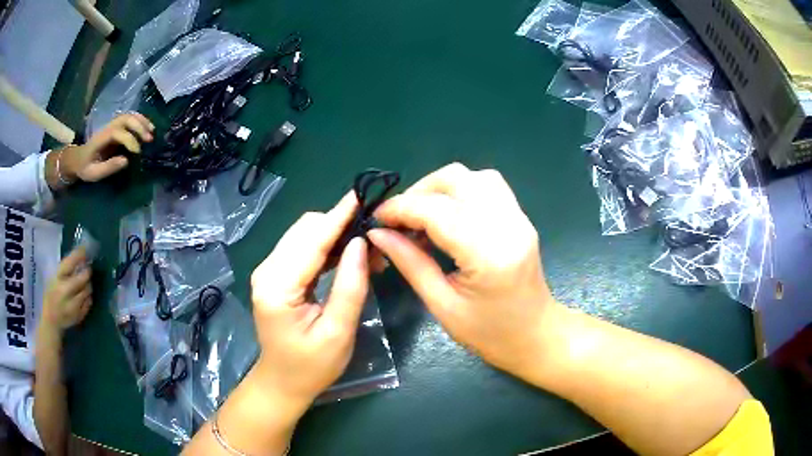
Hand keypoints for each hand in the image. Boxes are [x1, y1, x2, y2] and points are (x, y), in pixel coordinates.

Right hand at [42, 249, 92, 332]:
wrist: (51, 321)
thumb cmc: (51, 295)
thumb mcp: (54, 278)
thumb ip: (65, 269)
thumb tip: (80, 257)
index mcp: (56, 279)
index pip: (69, 263)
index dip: (78, 255)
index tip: (84, 250)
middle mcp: (64, 292)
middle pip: (82, 278)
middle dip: (87, 272)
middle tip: (87, 268)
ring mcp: (72, 306)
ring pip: (87, 291)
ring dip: (88, 285)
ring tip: (84, 283)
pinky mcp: (79, 316)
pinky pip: (88, 303)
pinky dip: (88, 297)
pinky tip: (83, 295)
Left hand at [62, 113, 154, 182]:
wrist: (79, 159)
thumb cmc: (86, 168)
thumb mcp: (94, 173)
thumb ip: (108, 167)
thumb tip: (126, 161)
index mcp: (101, 138)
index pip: (117, 132)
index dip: (129, 139)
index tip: (137, 152)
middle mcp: (108, 127)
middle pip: (125, 119)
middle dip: (138, 127)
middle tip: (149, 139)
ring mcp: (112, 125)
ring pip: (129, 116)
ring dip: (142, 121)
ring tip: (152, 131)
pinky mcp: (117, 127)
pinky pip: (130, 119)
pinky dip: (141, 121)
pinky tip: (148, 128)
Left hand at [249, 192, 368, 406]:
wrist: (283, 382)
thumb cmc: (312, 366)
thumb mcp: (338, 332)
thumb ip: (349, 286)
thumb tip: (360, 243)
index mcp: (277, 287)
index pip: (312, 240)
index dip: (339, 216)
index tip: (363, 195)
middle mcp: (267, 271)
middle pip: (305, 229)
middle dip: (340, 225)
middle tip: (375, 238)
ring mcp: (268, 271)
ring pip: (304, 235)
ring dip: (335, 235)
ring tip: (367, 250)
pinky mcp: (275, 275)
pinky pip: (303, 248)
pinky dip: (326, 247)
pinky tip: (348, 256)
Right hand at [368, 163, 557, 379]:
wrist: (535, 335)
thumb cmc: (489, 334)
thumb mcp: (442, 306)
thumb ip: (411, 264)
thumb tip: (378, 234)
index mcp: (489, 254)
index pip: (437, 211)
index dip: (401, 209)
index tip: (376, 218)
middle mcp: (508, 225)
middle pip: (457, 180)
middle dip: (419, 191)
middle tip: (398, 218)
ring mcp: (519, 218)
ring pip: (474, 176)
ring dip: (440, 186)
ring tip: (420, 213)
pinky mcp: (520, 217)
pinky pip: (488, 186)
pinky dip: (460, 190)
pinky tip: (447, 213)